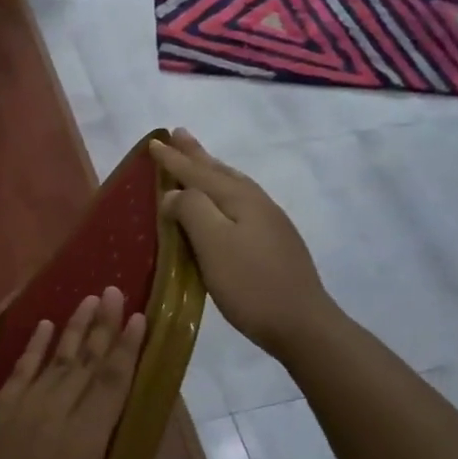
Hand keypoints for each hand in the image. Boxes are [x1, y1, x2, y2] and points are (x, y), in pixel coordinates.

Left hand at [0, 287, 158, 458]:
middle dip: (103, 325)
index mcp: (81, 444)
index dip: (127, 349)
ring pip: (54, 360)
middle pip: (84, 362)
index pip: (111, 385)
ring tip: (87, 298)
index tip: (139, 316)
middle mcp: (52, 416)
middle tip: (114, 291)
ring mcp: (18, 411)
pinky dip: (33, 348)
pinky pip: (18, 371)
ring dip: (73, 328)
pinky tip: (42, 328)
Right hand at [150, 129, 336, 358]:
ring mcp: (269, 223)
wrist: (303, 324)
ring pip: (233, 185)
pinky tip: (224, 204)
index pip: (198, 172)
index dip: (174, 159)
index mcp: (239, 199)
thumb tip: (174, 194)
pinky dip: (222, 192)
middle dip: (196, 154)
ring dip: (211, 169)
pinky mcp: (273, 243)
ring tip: (200, 159)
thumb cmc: (251, 284)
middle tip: (180, 133)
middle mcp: (256, 203)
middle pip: (219, 172)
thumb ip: (191, 211)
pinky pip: (240, 203)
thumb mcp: (213, 244)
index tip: (154, 141)